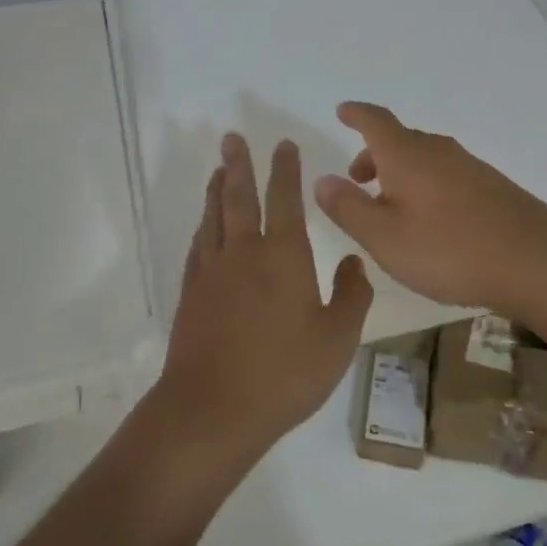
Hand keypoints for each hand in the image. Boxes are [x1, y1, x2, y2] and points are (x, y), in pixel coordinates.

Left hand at [154, 133, 373, 464]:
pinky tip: (206, 224)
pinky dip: (204, 224)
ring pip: (214, 216)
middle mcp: (245, 252)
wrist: (213, 408)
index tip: (283, 145)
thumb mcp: (337, 339)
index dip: (285, 169)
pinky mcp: (192, 292)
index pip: (285, 199)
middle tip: (232, 137)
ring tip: (220, 169)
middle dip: (239, 164)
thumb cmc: (284, 373)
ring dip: (218, 188)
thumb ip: (351, 295)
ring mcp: (213, 271)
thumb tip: (353, 261)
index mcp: (284, 255)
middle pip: (239, 196)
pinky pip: (199, 244)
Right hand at [312, 101, 546, 321]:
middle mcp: (439, 152)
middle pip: (400, 140)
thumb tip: (322, 180)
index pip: (375, 121)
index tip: (343, 111)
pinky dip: (427, 186)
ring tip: (390, 207)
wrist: (537, 262)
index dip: (356, 114)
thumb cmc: (450, 249)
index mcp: (407, 155)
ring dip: (401, 174)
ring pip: (425, 160)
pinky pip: (447, 176)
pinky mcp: (493, 189)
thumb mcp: (384, 238)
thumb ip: (349, 208)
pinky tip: (431, 221)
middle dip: (374, 154)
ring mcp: (470, 168)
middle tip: (357, 179)